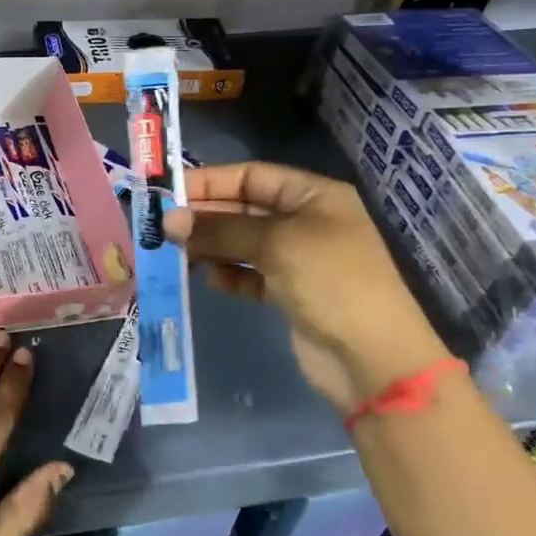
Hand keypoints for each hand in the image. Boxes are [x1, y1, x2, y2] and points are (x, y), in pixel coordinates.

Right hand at [162, 161, 450, 411]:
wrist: (373, 359)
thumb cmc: (332, 283)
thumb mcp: (276, 245)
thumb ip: (220, 230)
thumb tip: (168, 220)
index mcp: (314, 196)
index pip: (252, 176)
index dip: (210, 181)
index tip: (168, 193)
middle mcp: (305, 222)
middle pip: (243, 209)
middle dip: (205, 216)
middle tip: (162, 226)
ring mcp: (298, 259)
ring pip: (242, 242)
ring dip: (211, 246)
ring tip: (177, 253)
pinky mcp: (288, 293)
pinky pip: (248, 274)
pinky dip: (228, 274)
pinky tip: (209, 279)